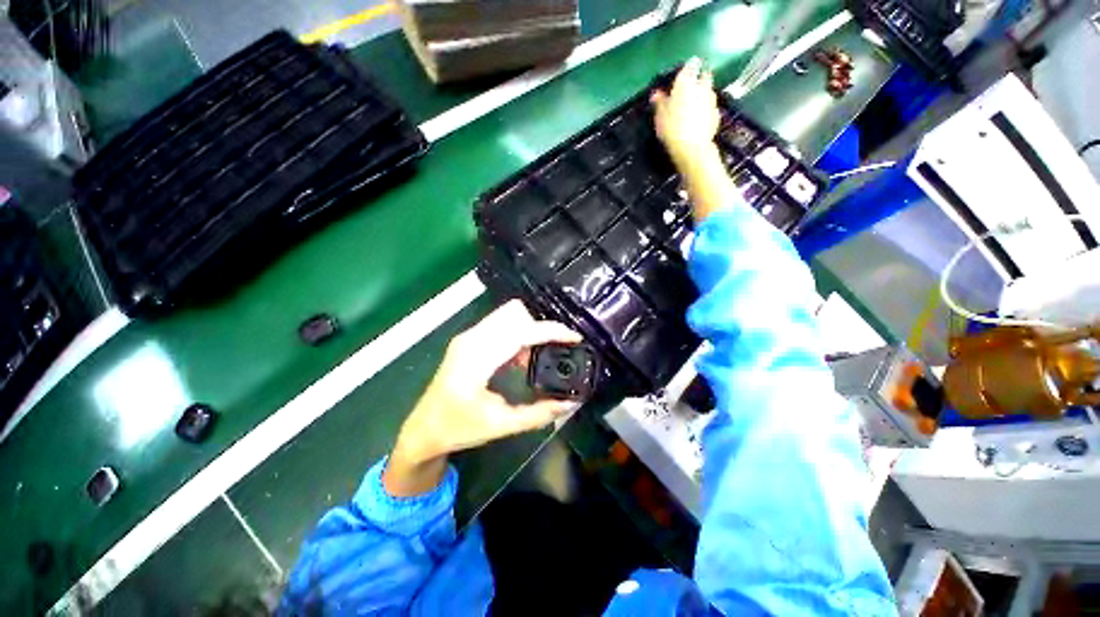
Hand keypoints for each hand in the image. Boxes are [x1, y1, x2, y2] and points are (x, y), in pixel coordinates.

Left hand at [384, 300, 581, 495]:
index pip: (521, 331)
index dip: (551, 331)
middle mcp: (472, 338)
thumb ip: (538, 414)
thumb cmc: (458, 428)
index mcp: (478, 357)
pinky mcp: (469, 340)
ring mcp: (468, 336)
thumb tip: (570, 403)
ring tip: (541, 354)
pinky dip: (518, 334)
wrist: (423, 429)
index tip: (574, 337)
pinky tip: (522, 358)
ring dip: (529, 329)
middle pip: (515, 312)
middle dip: (541, 326)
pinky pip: (500, 325)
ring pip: (508, 315)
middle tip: (557, 348)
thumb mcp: (501, 425)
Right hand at [651, 58, 721, 167]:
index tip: (684, 72)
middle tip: (692, 87)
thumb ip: (659, 102)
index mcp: (686, 82)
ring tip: (694, 105)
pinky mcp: (716, 115)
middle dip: (700, 78)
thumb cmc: (672, 127)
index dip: (688, 67)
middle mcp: (702, 86)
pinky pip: (711, 108)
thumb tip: (656, 94)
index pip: (691, 65)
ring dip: (703, 94)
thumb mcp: (660, 115)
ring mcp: (712, 100)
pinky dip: (706, 110)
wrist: (692, 147)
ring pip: (709, 91)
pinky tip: (699, 119)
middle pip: (705, 75)